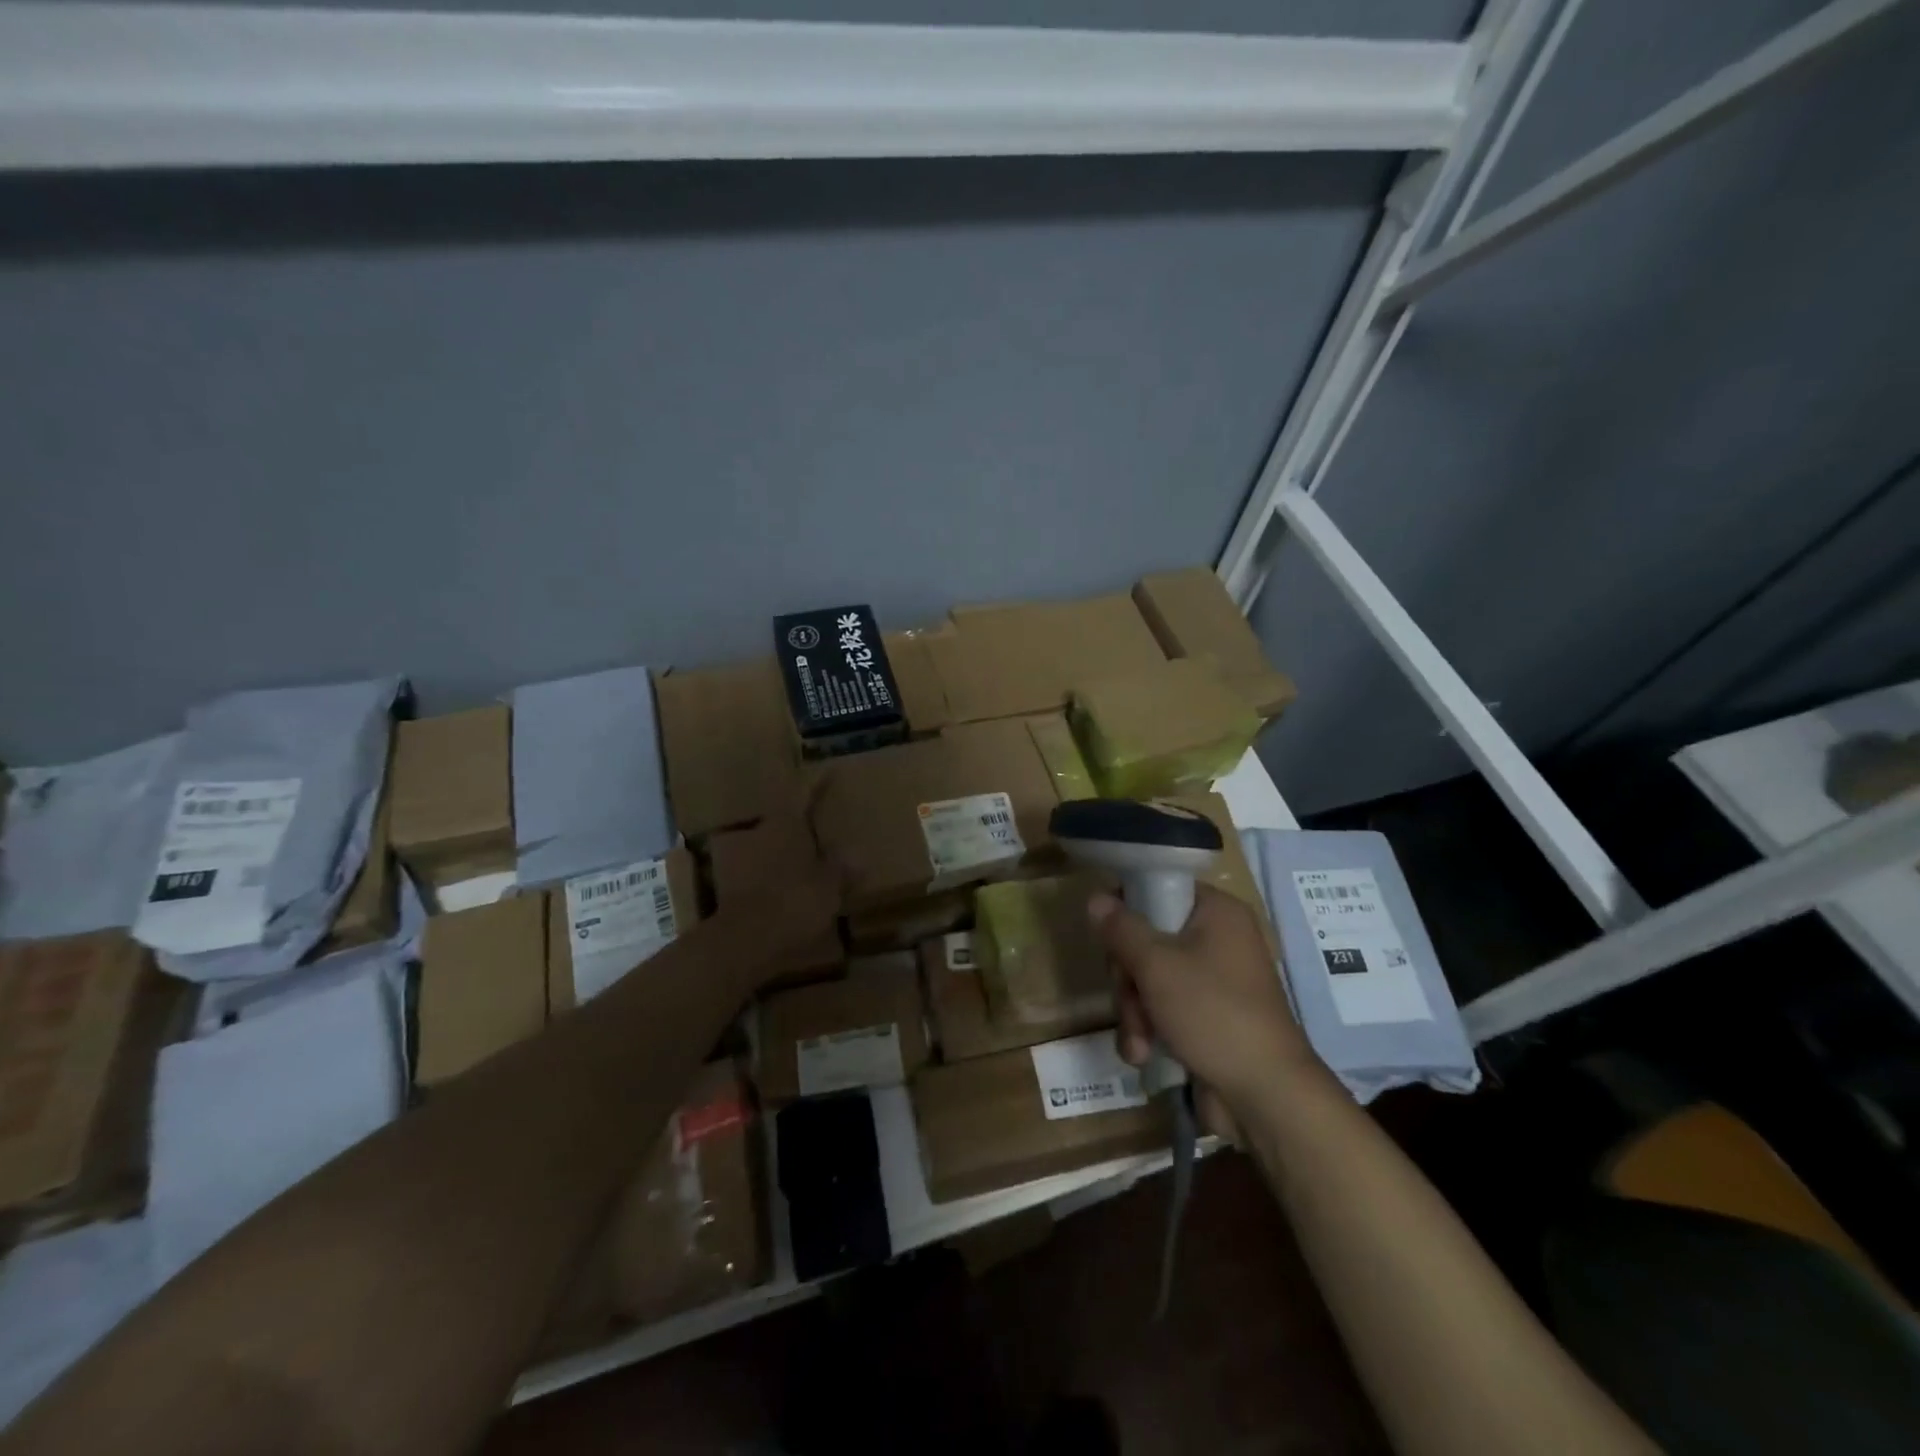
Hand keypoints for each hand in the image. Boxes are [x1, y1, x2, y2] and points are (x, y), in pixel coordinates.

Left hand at [715, 802, 841, 991]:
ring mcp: (742, 860)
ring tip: (813, 860)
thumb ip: (842, 867)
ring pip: (772, 846)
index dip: (817, 784)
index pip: (803, 793)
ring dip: (790, 851)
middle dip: (803, 823)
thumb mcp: (829, 885)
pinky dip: (778, 876)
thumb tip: (858, 855)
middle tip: (825, 825)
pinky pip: (763, 872)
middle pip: (785, 820)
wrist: (744, 943)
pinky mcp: (734, 888)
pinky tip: (794, 888)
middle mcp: (760, 833)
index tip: (828, 773)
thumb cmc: (793, 903)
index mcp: (785, 824)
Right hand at [1090, 884, 1320, 1128]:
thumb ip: (1121, 928)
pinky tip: (1144, 1054)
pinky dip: (1149, 1030)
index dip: (1128, 907)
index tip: (1108, 934)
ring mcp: (1212, 981)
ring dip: (1133, 1010)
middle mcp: (1216, 940)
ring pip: (1148, 978)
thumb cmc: (1213, 1012)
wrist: (1265, 1096)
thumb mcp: (1157, 965)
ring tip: (1140, 1041)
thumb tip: (1095, 897)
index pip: (1159, 887)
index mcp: (1216, 912)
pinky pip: (1161, 1009)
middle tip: (1129, 994)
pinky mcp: (1205, 1017)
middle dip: (1128, 977)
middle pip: (1146, 938)